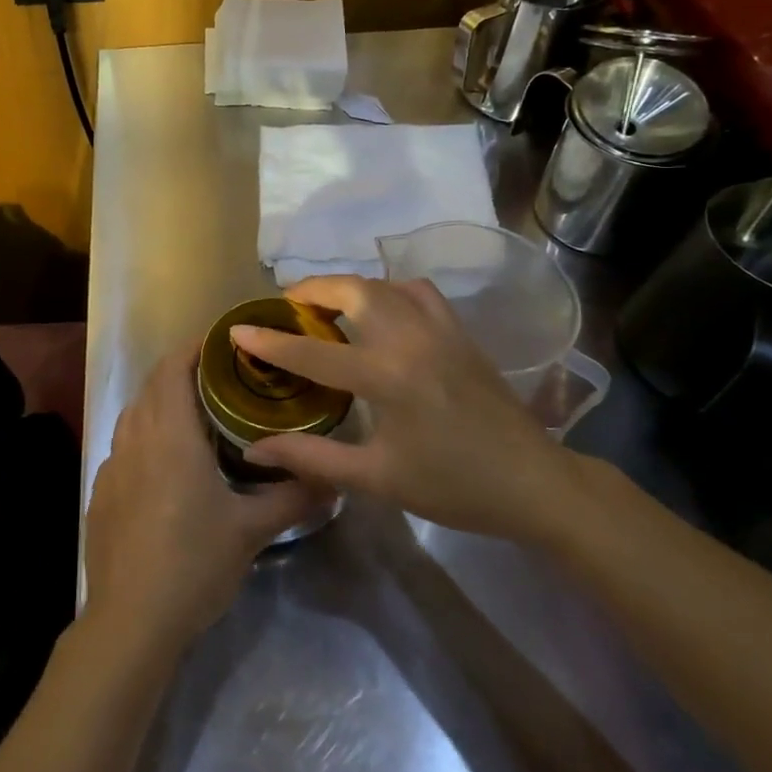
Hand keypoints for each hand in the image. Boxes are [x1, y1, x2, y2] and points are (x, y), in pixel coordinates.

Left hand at [83, 347, 320, 654]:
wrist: (130, 620)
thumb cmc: (194, 563)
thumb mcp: (250, 531)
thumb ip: (293, 499)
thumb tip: (333, 481)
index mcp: (170, 434)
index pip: (173, 367)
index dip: (194, 348)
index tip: (221, 343)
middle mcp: (135, 438)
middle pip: (153, 385)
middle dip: (182, 371)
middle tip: (220, 379)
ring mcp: (111, 466)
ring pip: (134, 414)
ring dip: (160, 403)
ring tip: (195, 417)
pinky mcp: (100, 493)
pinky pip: (122, 447)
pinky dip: (144, 438)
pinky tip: (164, 468)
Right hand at [232, 276, 584, 541]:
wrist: (534, 483)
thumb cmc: (453, 486)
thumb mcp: (378, 479)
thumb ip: (313, 457)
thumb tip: (256, 449)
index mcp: (388, 377)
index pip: (314, 353)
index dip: (271, 341)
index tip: (238, 329)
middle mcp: (411, 339)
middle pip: (351, 290)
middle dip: (310, 291)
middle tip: (285, 309)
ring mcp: (440, 328)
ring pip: (383, 284)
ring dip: (346, 286)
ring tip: (324, 306)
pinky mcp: (459, 330)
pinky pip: (416, 291)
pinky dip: (388, 290)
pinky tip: (380, 311)